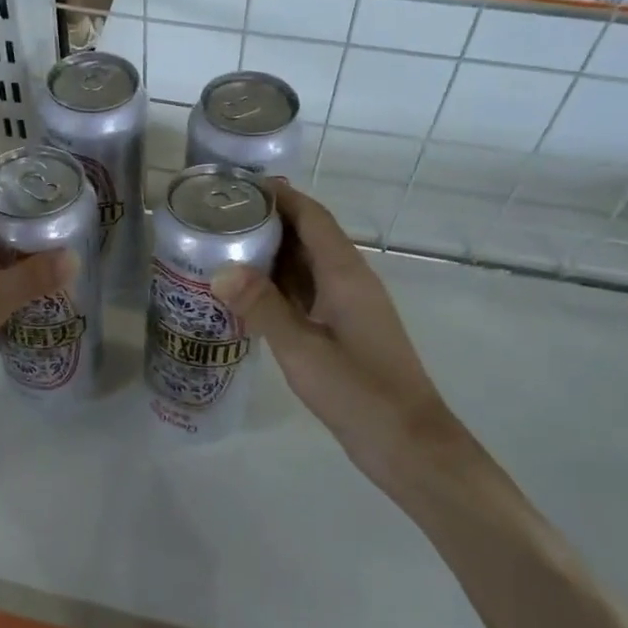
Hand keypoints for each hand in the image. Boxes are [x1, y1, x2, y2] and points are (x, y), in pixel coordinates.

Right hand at [211, 185, 464, 488]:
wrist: (408, 443)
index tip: (239, 184)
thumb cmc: (359, 392)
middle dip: (269, 220)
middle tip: (219, 216)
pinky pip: (308, 292)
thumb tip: (221, 269)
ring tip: (225, 246)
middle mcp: (350, 281)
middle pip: (309, 236)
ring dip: (273, 253)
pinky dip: (279, 284)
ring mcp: (348, 307)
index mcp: (346, 274)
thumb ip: (262, 308)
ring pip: (307, 265)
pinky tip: (249, 293)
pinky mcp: (344, 330)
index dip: (281, 195)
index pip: (312, 217)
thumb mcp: (302, 350)